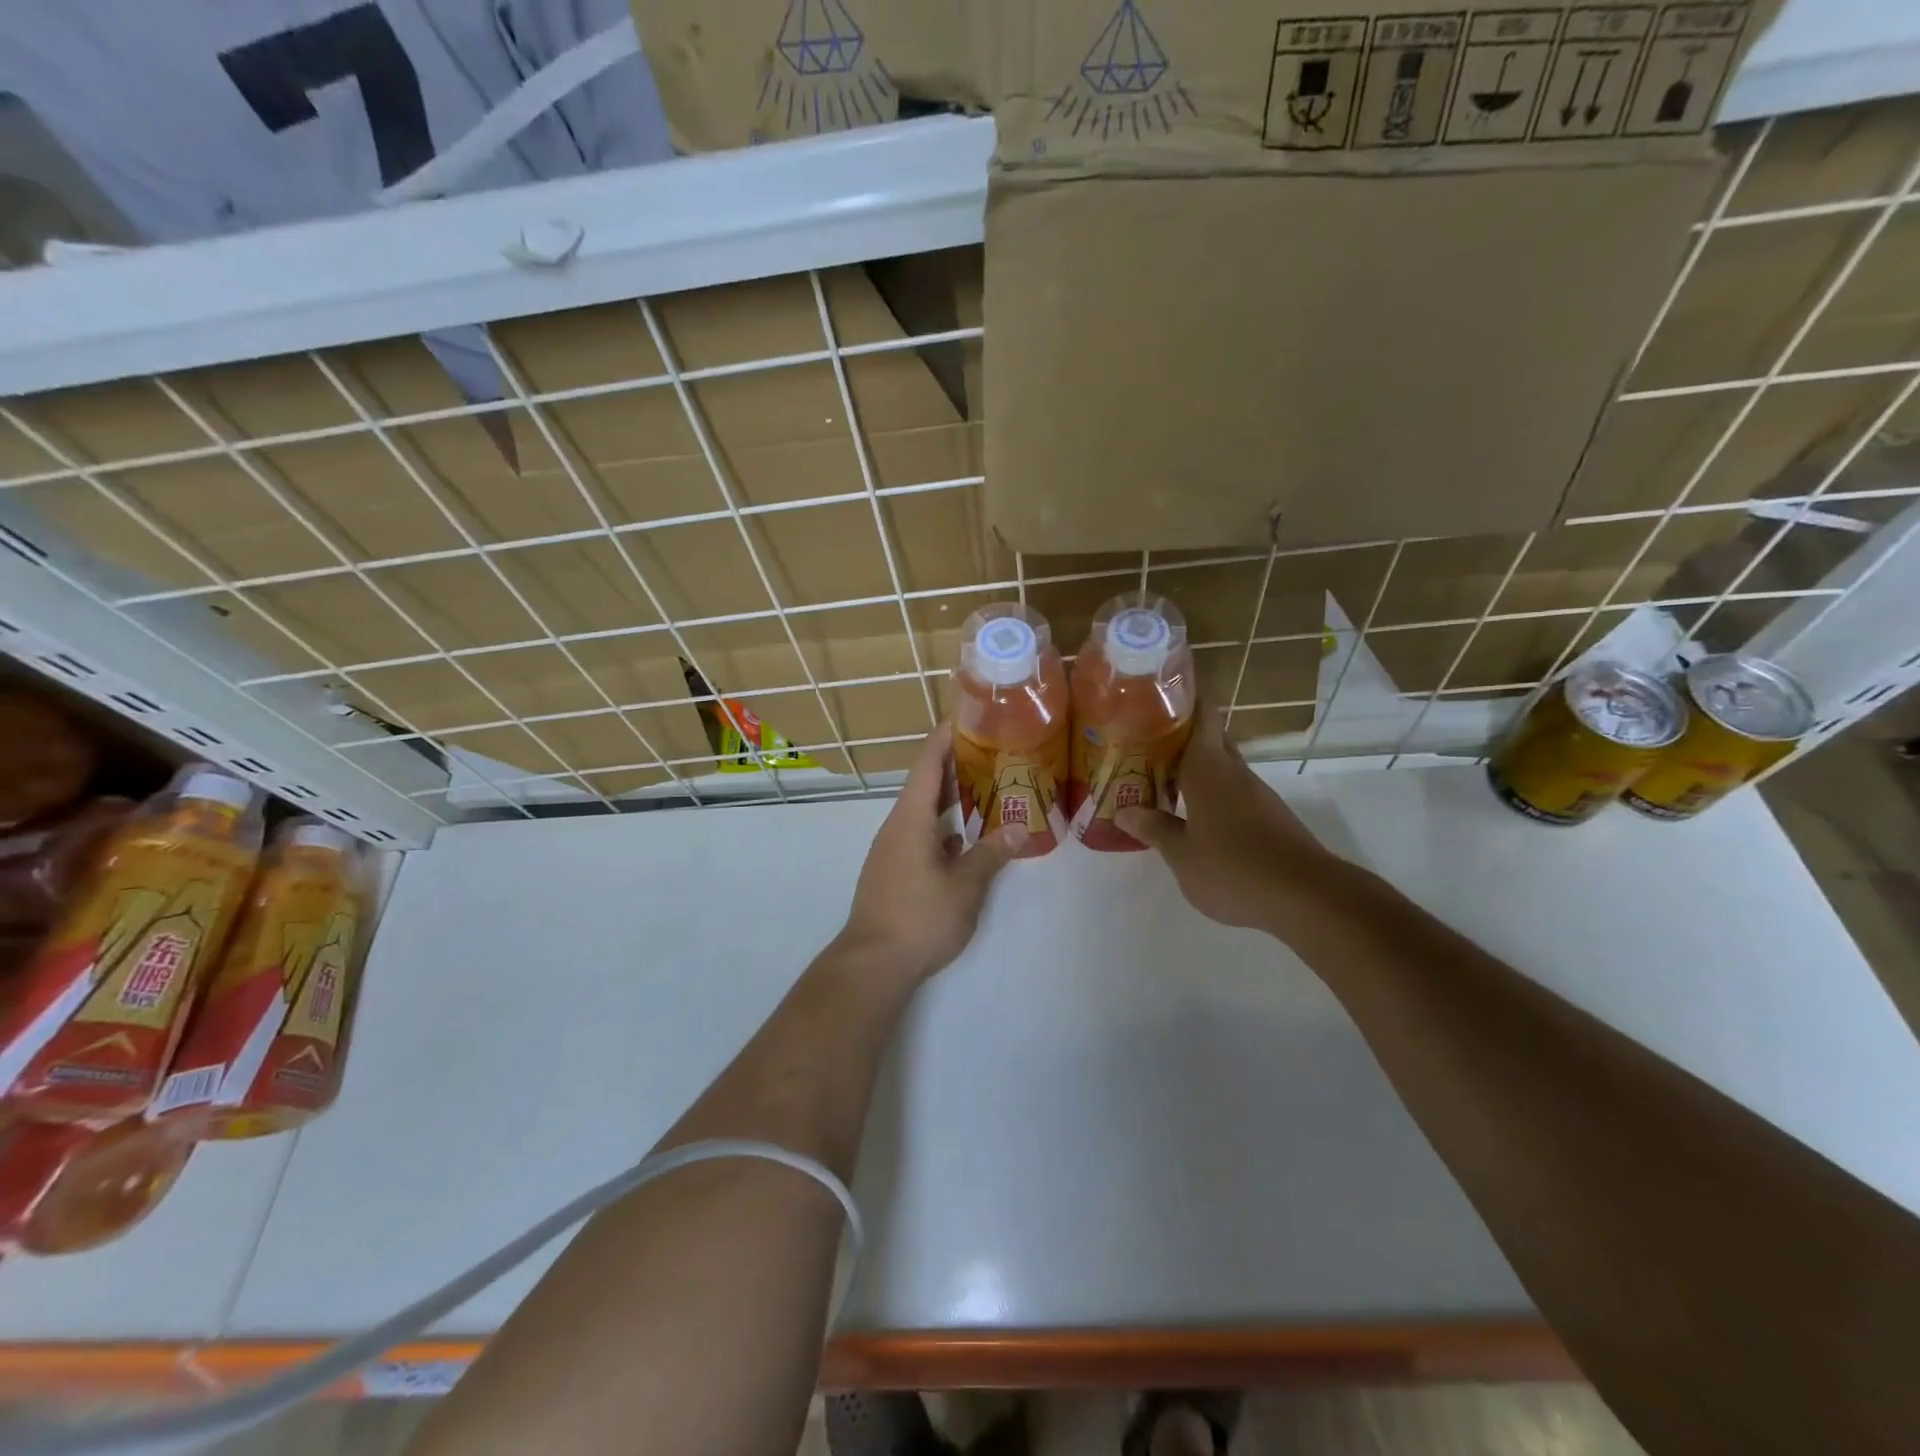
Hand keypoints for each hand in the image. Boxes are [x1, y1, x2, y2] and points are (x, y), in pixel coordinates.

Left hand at [831, 724, 1026, 985]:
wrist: (872, 964)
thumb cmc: (919, 917)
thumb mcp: (965, 886)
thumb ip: (991, 854)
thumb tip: (1020, 829)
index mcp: (911, 819)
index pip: (928, 764)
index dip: (945, 737)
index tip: (967, 716)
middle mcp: (897, 827)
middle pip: (925, 784)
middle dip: (955, 764)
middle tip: (991, 749)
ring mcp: (892, 850)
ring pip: (923, 812)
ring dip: (950, 798)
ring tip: (985, 787)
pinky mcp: (893, 871)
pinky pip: (921, 835)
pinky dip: (944, 827)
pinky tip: (966, 837)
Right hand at [1116, 703, 1337, 935]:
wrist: (1306, 896)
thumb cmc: (1233, 868)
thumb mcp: (1182, 855)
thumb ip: (1154, 829)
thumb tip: (1124, 810)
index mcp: (1208, 769)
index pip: (1201, 716)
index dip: (1183, 699)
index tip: (1158, 693)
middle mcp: (1234, 773)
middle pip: (1210, 738)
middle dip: (1181, 734)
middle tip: (1145, 738)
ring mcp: (1256, 794)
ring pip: (1221, 767)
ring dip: (1194, 767)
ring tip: (1159, 775)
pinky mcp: (1269, 817)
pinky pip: (1232, 791)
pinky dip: (1210, 792)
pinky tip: (1192, 812)